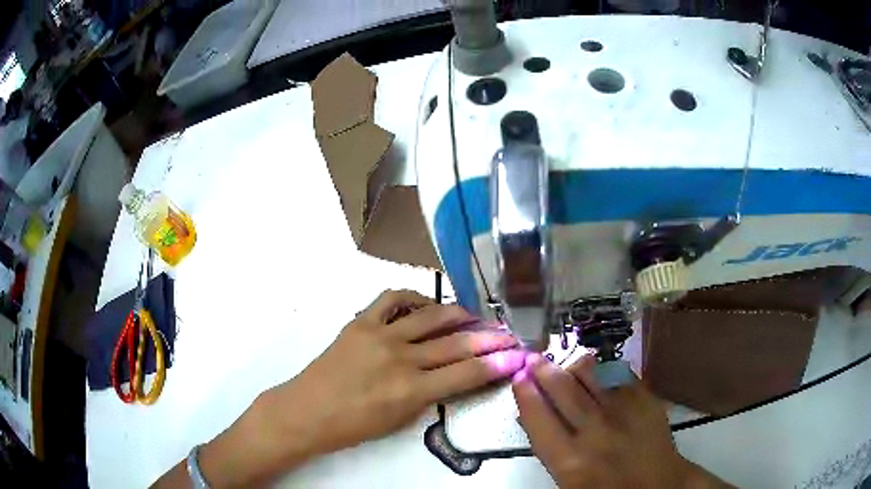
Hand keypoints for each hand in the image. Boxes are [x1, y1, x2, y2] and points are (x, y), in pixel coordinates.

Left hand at [261, 289, 525, 453]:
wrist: (307, 410)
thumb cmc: (353, 426)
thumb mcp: (400, 420)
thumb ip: (429, 396)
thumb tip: (452, 375)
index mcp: (412, 391)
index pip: (467, 374)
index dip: (498, 364)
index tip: (517, 355)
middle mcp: (402, 359)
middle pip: (457, 343)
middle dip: (490, 338)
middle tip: (507, 333)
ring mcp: (381, 335)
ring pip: (432, 316)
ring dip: (460, 315)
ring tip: (474, 318)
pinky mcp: (361, 321)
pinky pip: (393, 298)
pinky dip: (415, 298)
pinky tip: (426, 305)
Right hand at [513, 355, 730, 488]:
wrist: (658, 485)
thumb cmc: (605, 488)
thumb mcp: (567, 480)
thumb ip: (549, 448)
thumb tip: (530, 416)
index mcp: (570, 460)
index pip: (538, 418)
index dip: (525, 393)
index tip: (518, 378)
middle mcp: (595, 432)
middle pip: (563, 389)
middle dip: (544, 370)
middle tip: (535, 359)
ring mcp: (624, 412)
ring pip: (592, 374)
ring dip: (574, 365)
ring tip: (567, 363)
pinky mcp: (646, 399)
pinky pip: (620, 373)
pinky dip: (605, 369)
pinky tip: (599, 369)